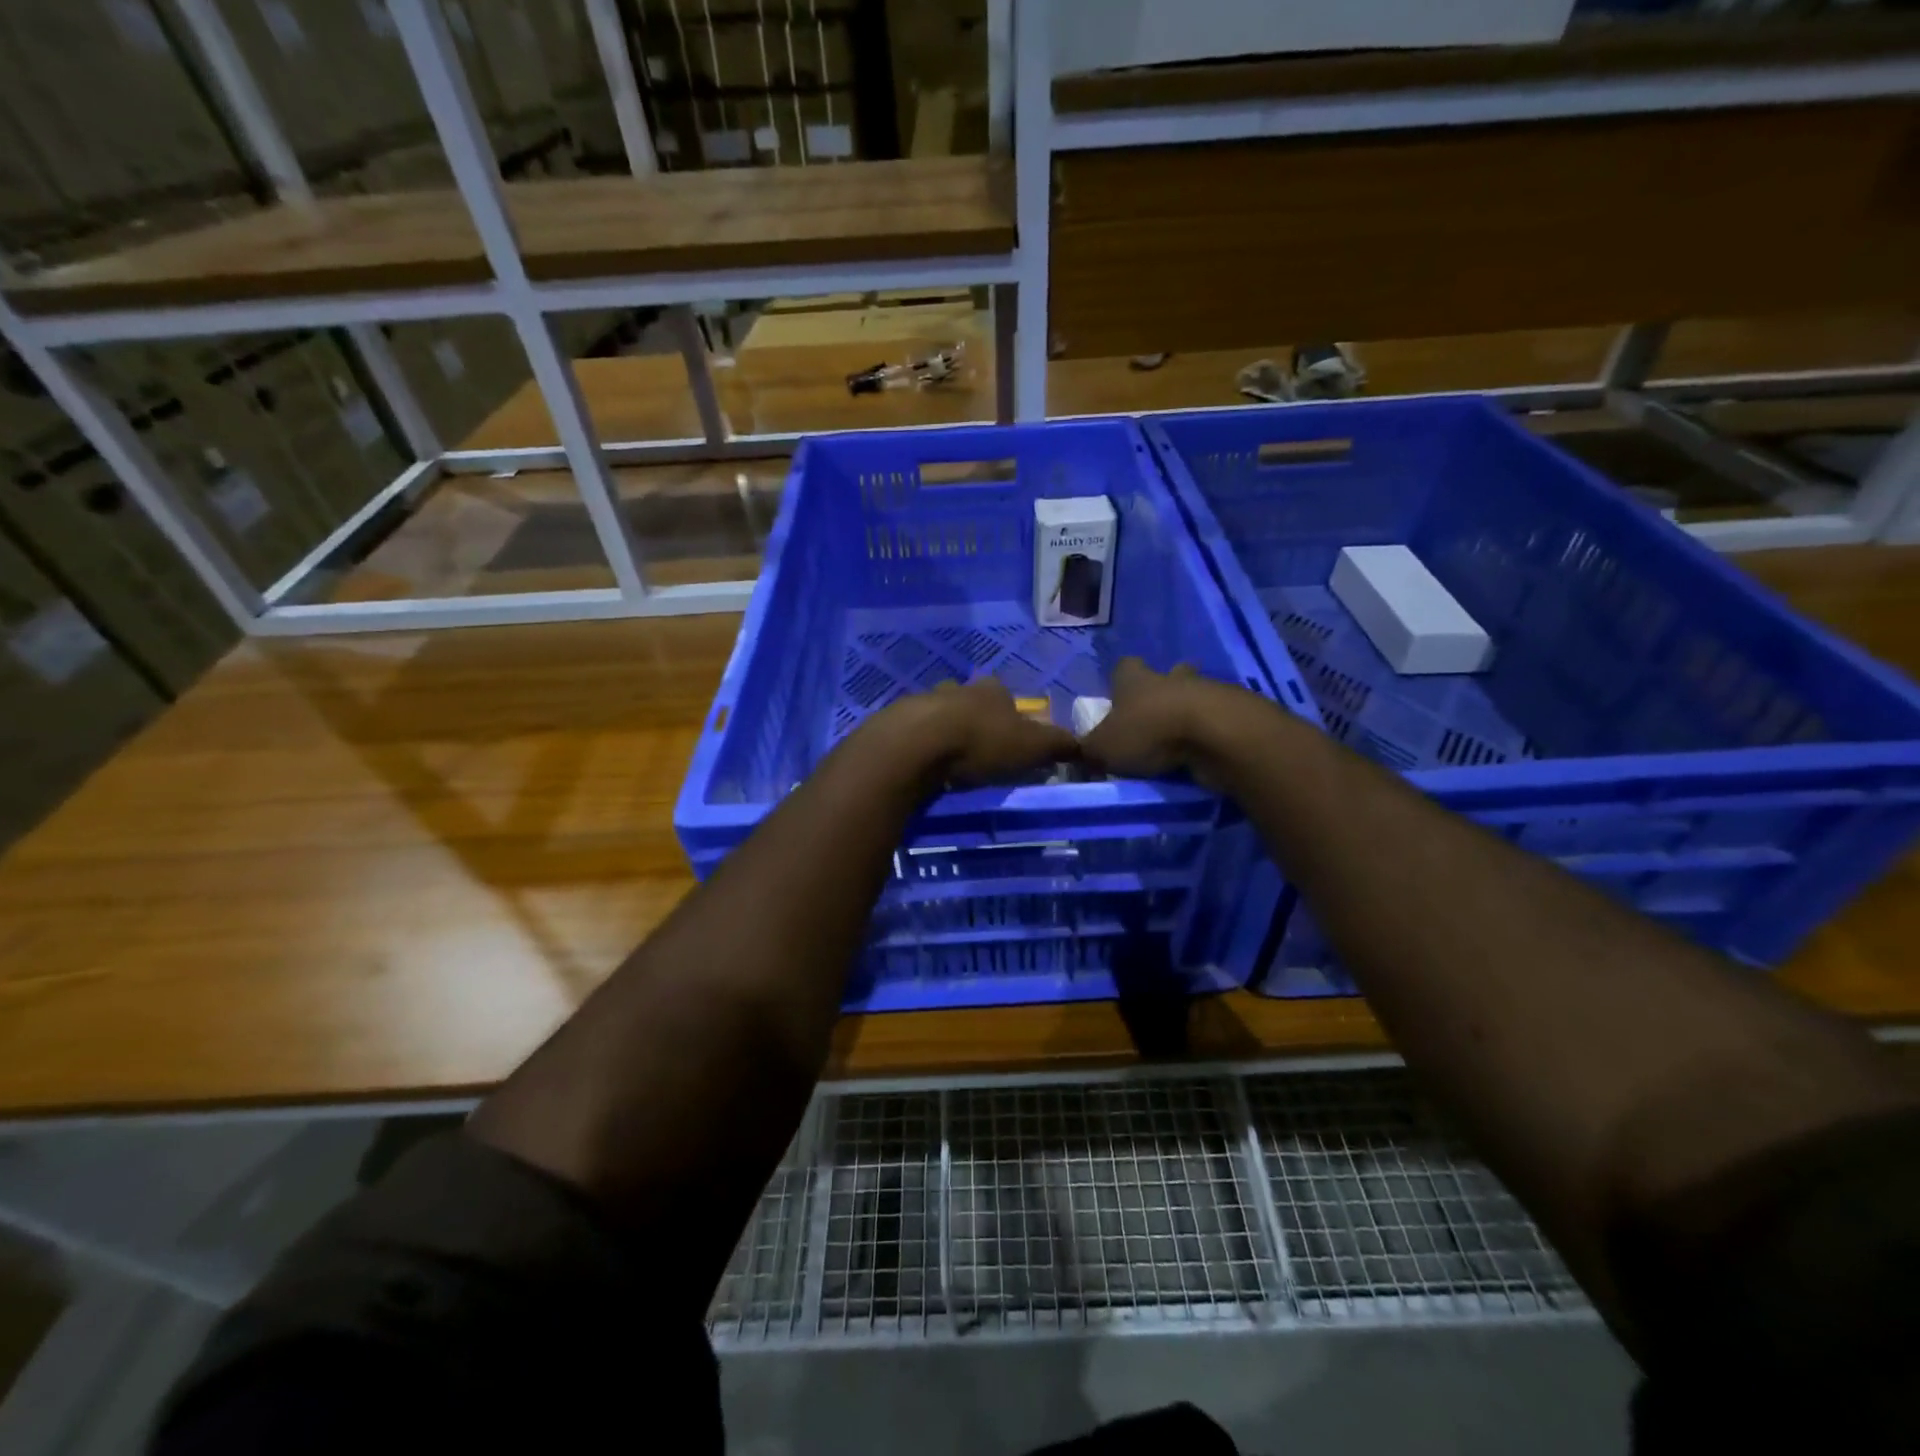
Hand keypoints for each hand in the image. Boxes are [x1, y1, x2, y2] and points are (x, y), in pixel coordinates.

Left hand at [870, 678, 1078, 786]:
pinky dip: (921, 746)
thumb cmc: (981, 741)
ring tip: (949, 761)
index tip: (1012, 739)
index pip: (1006, 696)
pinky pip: (913, 733)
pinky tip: (923, 765)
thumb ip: (1058, 745)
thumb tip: (1084, 745)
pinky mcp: (896, 722)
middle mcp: (957, 689)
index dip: (1011, 715)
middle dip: (975, 720)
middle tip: (979, 751)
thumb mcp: (1031, 746)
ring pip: (939, 714)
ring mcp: (923, 702)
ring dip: (944, 732)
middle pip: (970, 701)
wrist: (917, 744)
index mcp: (991, 691)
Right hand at [1080, 658, 1224, 780]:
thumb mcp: (1103, 748)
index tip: (1118, 700)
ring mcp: (1207, 691)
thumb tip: (1081, 753)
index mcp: (1136, 680)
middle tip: (1155, 719)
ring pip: (1196, 694)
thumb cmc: (1150, 732)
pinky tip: (1204, 752)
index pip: (1124, 667)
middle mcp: (1171, 678)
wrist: (1216, 734)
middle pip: (1168, 674)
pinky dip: (1210, 732)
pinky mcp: (1234, 712)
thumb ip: (1089, 750)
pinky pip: (1218, 718)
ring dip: (1189, 713)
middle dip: (1162, 692)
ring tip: (1181, 741)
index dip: (1120, 681)